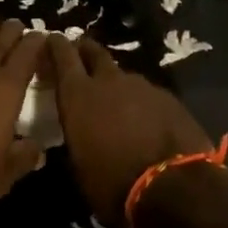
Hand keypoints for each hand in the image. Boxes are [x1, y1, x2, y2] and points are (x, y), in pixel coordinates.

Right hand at [48, 34, 215, 227]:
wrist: (175, 188)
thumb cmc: (114, 184)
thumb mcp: (79, 168)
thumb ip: (75, 138)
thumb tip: (78, 133)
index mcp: (78, 95)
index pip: (62, 55)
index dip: (56, 45)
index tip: (52, 39)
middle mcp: (108, 81)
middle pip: (93, 52)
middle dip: (84, 51)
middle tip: (80, 57)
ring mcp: (141, 85)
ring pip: (122, 75)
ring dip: (116, 84)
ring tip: (117, 102)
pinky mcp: (168, 97)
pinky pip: (147, 93)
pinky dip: (141, 102)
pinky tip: (146, 121)